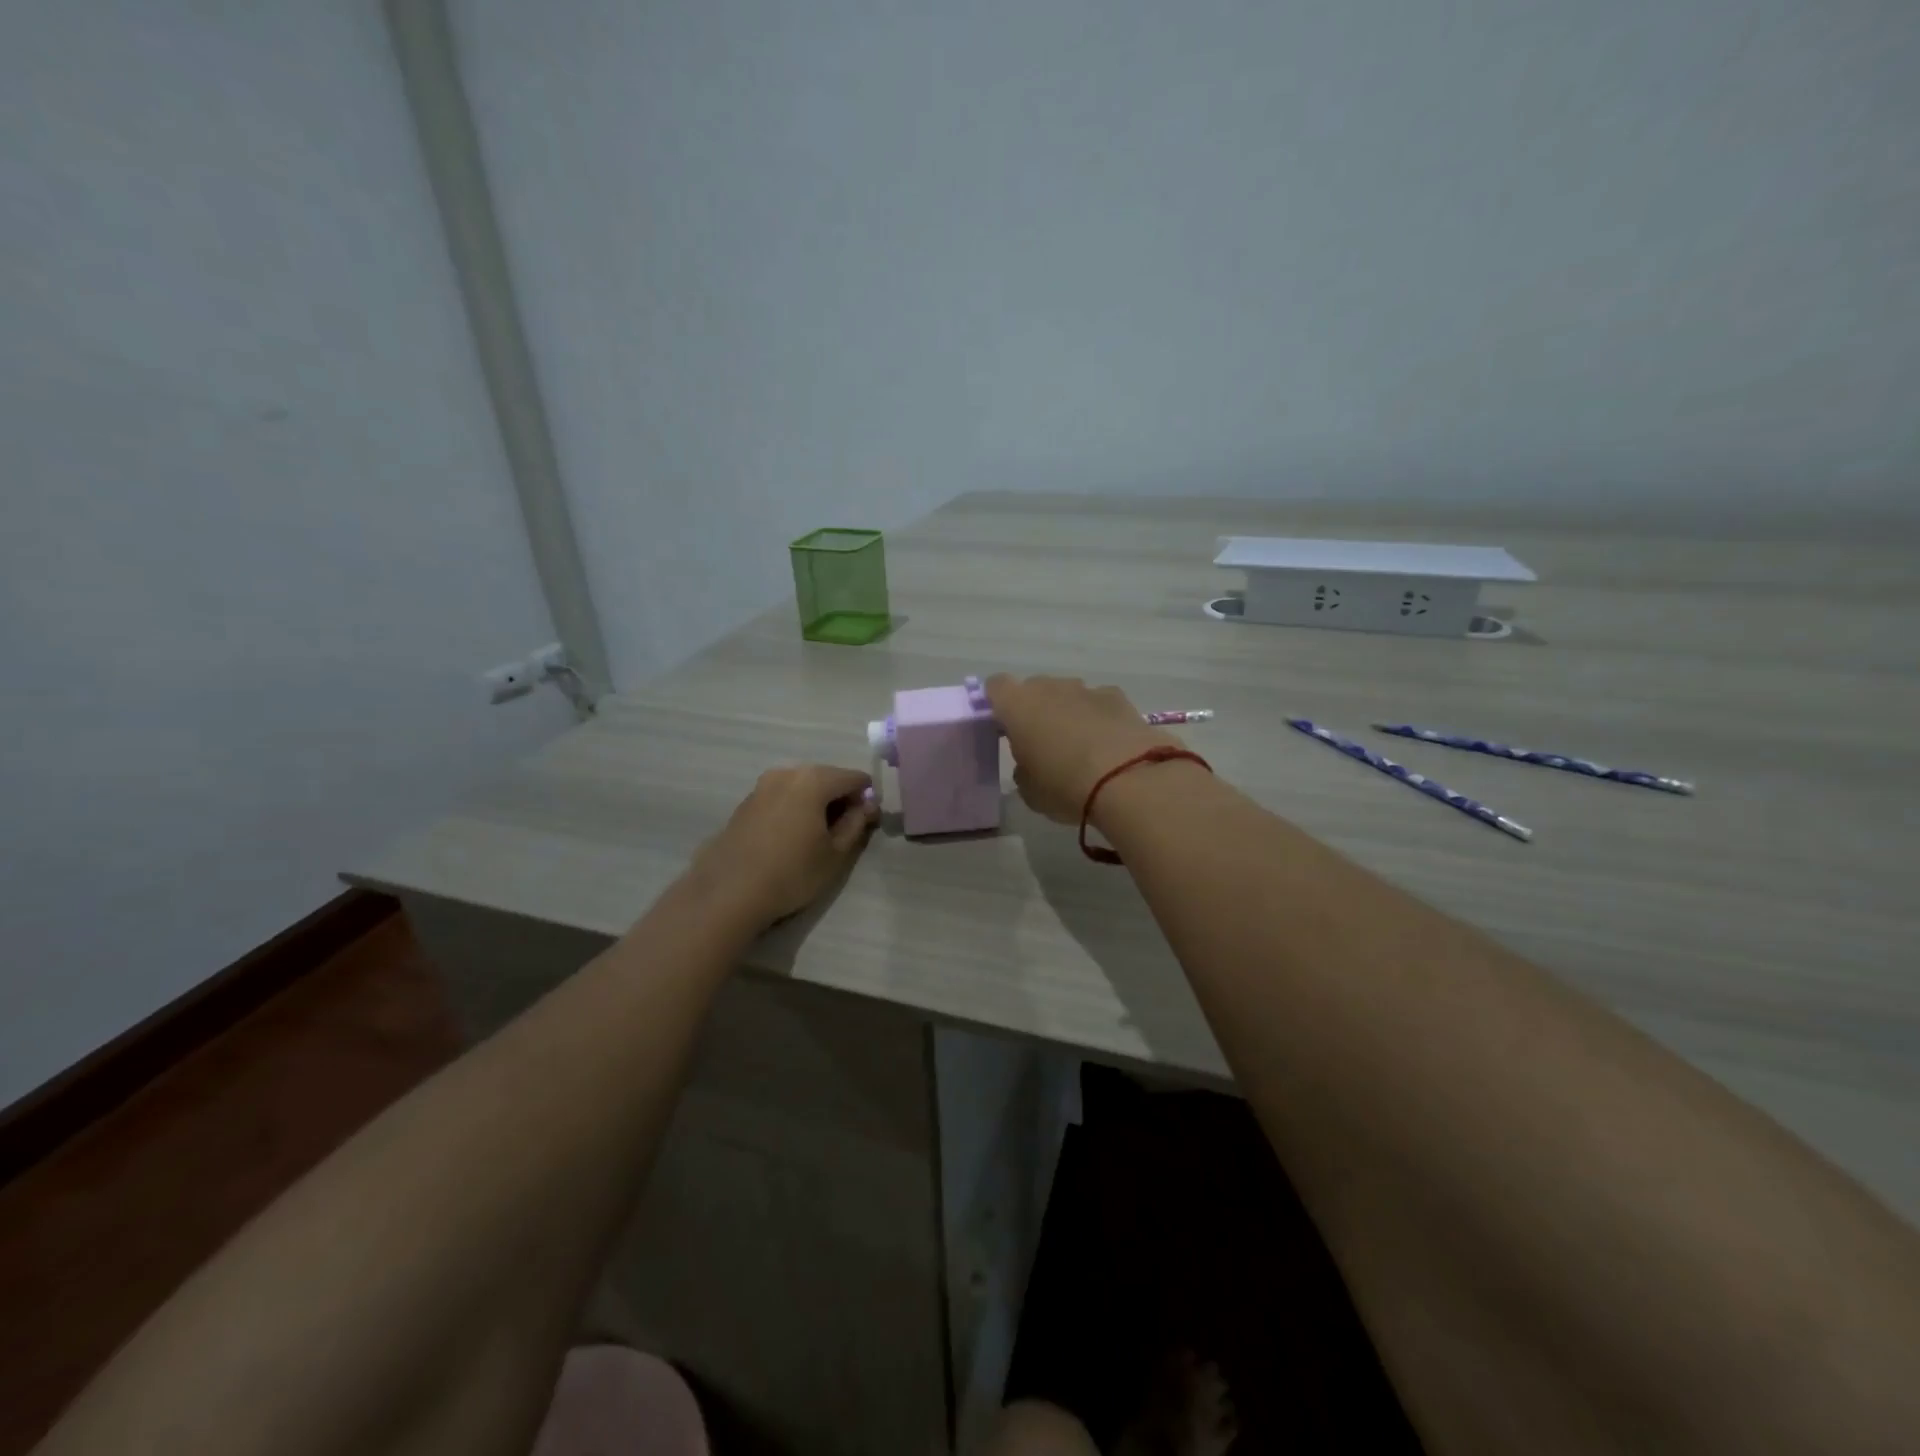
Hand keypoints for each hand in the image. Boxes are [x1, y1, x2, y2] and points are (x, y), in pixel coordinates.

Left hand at [685, 764, 878, 929]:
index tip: (866, 824)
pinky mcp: (746, 802)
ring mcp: (763, 785)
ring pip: (802, 787)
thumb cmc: (792, 873)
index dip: (866, 800)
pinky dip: (793, 809)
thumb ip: (856, 823)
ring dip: (816, 804)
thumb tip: (867, 806)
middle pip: (827, 778)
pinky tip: (789, 839)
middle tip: (842, 833)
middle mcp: (788, 772)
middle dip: (840, 799)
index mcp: (814, 779)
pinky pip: (782, 797)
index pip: (855, 779)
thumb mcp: (836, 853)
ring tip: (815, 838)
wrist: (729, 892)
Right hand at [986, 674, 1179, 823]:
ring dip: (1068, 713)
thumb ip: (1023, 769)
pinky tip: (1109, 745)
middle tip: (1042, 744)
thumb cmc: (1064, 785)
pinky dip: (1099, 718)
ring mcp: (1086, 689)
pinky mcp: (1119, 697)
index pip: (995, 687)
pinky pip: (1098, 703)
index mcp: (1017, 705)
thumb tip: (1030, 763)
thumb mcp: (1030, 791)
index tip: (1003, 729)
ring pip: (1068, 695)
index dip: (997, 705)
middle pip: (1034, 689)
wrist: (1129, 779)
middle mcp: (1049, 687)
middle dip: (1035, 710)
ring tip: (1080, 748)